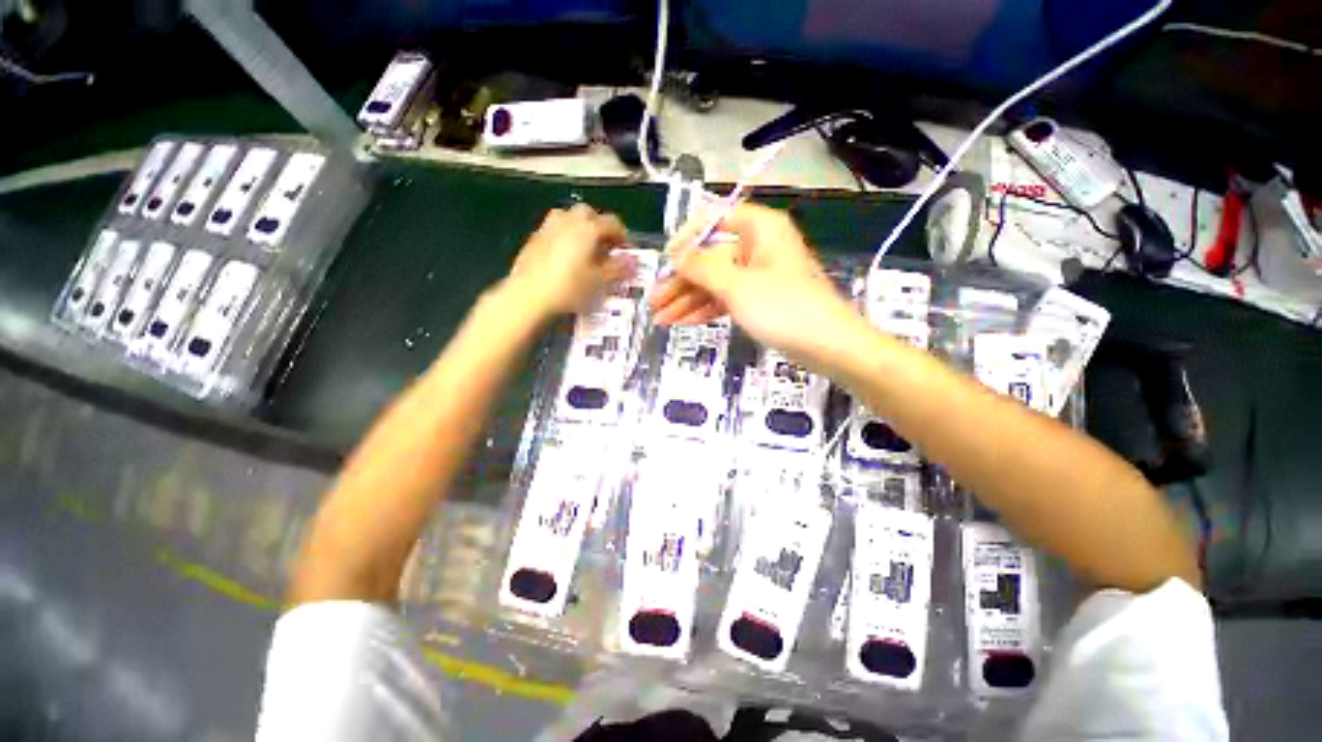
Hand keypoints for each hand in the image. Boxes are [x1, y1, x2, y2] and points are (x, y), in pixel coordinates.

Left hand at [503, 204, 633, 320]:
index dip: (622, 235)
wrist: (528, 295)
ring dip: (581, 228)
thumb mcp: (599, 281)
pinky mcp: (534, 237)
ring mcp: (549, 226)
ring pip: (569, 217)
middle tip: (605, 247)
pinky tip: (565, 257)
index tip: (625, 250)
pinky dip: (565, 236)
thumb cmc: (570, 288)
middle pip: (589, 214)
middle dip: (599, 226)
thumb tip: (633, 261)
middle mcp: (569, 220)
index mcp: (588, 228)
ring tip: (586, 249)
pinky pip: (555, 229)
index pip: (612, 223)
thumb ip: (617, 268)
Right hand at [651, 203, 863, 365]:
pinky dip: (705, 309)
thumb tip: (676, 255)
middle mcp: (758, 247)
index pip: (715, 219)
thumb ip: (702, 267)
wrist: (829, 346)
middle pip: (711, 258)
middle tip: (654, 301)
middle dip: (681, 281)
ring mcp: (759, 276)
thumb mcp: (737, 285)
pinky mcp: (760, 300)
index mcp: (760, 229)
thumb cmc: (784, 308)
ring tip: (660, 318)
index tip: (666, 260)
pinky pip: (726, 298)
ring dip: (688, 299)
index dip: (687, 237)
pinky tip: (682, 321)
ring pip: (716, 282)